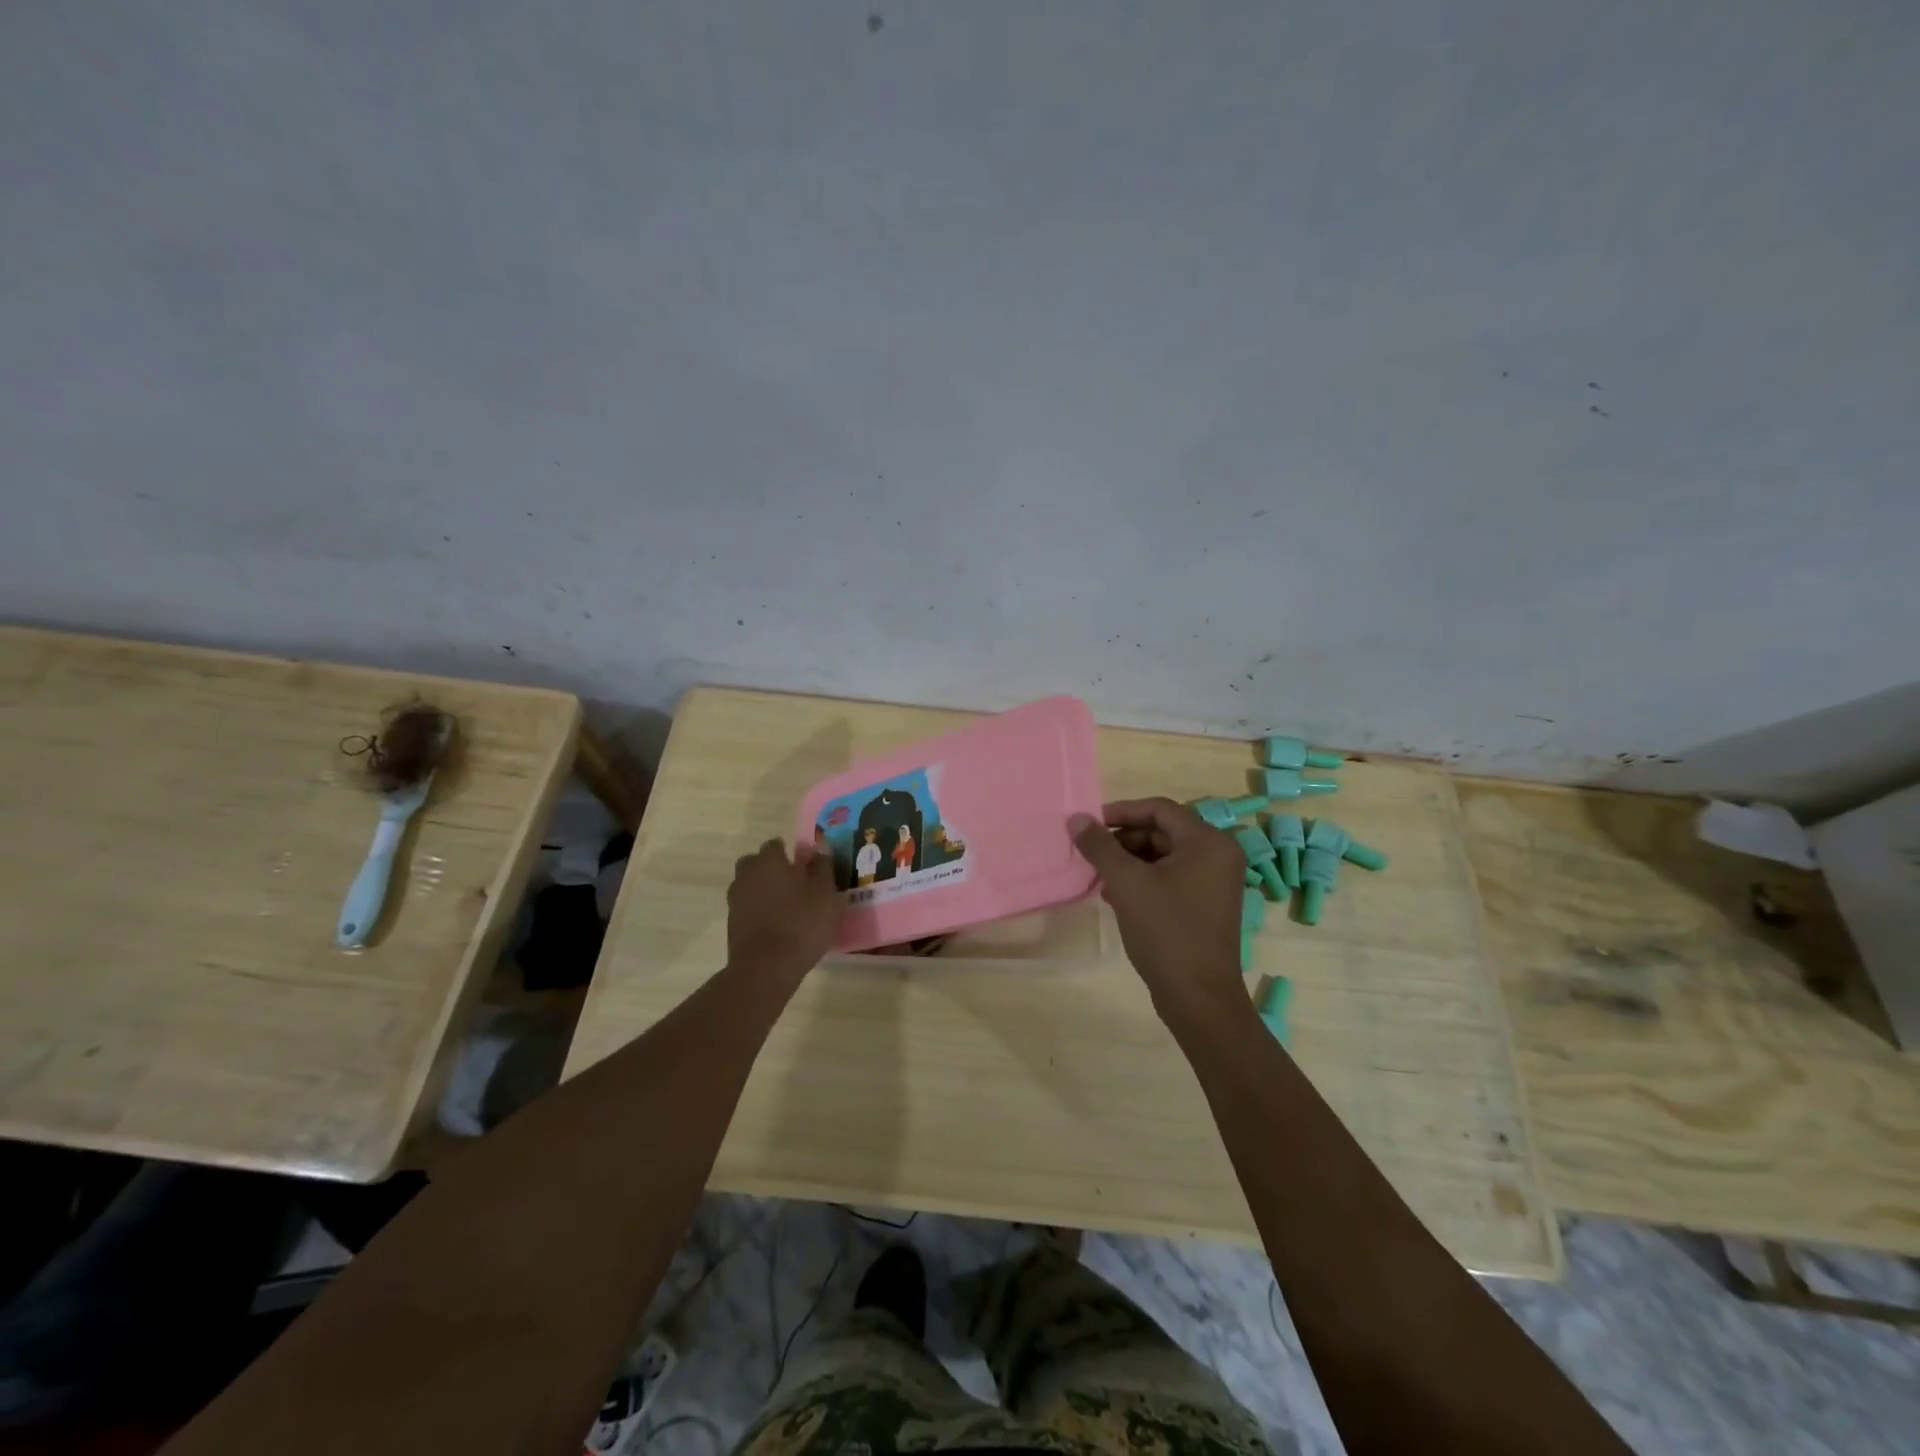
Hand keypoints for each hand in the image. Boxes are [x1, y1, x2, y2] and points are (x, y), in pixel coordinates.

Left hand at [727, 838, 842, 981]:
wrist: (766, 968)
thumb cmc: (802, 924)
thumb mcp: (826, 894)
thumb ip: (823, 868)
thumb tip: (820, 849)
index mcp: (769, 861)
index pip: (776, 844)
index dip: (790, 853)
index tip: (805, 866)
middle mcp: (748, 874)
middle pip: (756, 863)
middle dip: (771, 869)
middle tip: (793, 884)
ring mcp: (736, 899)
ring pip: (749, 885)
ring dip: (763, 890)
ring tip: (785, 906)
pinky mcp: (732, 924)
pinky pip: (747, 907)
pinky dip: (758, 911)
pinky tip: (775, 924)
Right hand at [1072, 798, 1247, 1022]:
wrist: (1198, 997)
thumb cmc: (1166, 931)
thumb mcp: (1126, 883)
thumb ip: (1100, 846)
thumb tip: (1077, 818)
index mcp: (1208, 841)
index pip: (1159, 809)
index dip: (1121, 812)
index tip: (1089, 825)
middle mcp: (1218, 854)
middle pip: (1162, 831)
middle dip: (1123, 840)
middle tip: (1091, 853)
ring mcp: (1215, 881)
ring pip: (1164, 856)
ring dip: (1129, 861)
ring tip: (1099, 877)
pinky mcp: (1207, 904)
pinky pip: (1171, 877)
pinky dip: (1143, 880)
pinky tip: (1116, 896)